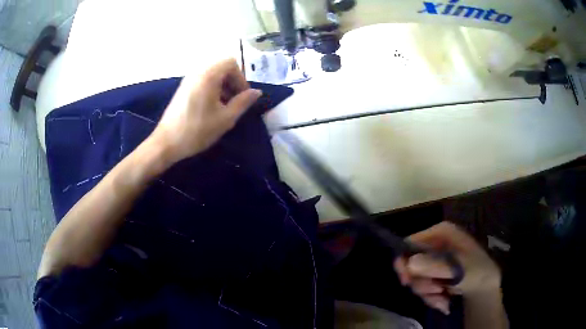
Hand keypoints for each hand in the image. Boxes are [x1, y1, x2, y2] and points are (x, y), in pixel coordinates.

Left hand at [151, 58, 261, 163]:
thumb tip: (257, 92)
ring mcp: (188, 80)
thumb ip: (243, 102)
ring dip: (223, 86)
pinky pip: (203, 81)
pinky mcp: (183, 88)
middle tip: (235, 102)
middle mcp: (197, 72)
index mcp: (208, 76)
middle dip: (233, 82)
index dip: (240, 78)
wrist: (167, 143)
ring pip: (213, 75)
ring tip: (224, 107)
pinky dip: (212, 89)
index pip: (231, 63)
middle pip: (222, 67)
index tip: (242, 96)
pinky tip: (211, 108)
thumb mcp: (225, 118)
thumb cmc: (197, 130)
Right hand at [393, 222, 500, 314]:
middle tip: (434, 290)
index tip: (406, 281)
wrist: (484, 287)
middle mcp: (434, 244)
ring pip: (416, 278)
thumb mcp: (458, 269)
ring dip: (427, 293)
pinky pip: (422, 287)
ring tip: (442, 298)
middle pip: (411, 263)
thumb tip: (409, 264)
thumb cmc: (476, 271)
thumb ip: (434, 266)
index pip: (411, 242)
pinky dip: (430, 297)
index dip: (404, 261)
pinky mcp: (433, 274)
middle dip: (421, 282)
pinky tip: (443, 300)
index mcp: (440, 233)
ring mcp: (433, 260)